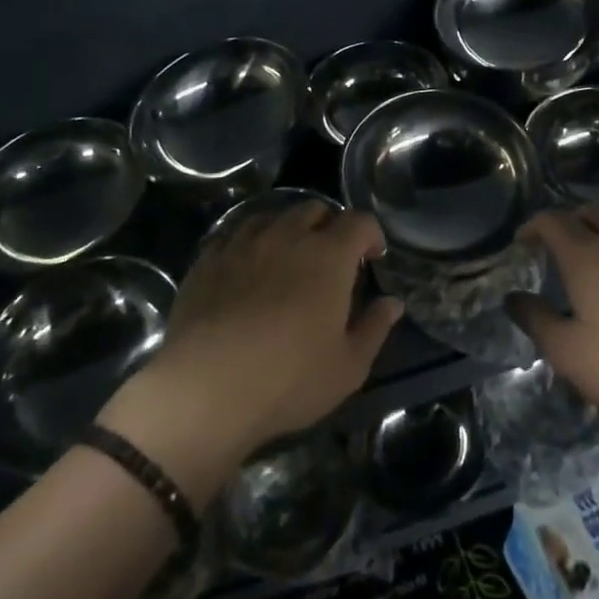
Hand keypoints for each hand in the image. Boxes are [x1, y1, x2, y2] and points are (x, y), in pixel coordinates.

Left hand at [136, 202, 400, 457]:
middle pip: (314, 210)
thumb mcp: (348, 366)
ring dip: (288, 230)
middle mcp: (287, 236)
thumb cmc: (289, 379)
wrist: (205, 389)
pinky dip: (249, 244)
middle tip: (330, 258)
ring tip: (287, 258)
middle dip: (329, 226)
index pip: (359, 222)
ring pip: (272, 217)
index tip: (372, 257)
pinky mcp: (208, 259)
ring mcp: (243, 244)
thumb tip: (393, 303)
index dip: (371, 234)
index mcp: (328, 255)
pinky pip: (234, 235)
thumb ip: (374, 328)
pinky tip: (247, 269)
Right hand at [507, 204, 598, 428]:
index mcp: (587, 257)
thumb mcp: (568, 353)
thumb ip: (537, 322)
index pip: (553, 222)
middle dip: (571, 221)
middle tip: (556, 247)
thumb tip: (514, 298)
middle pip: (593, 213)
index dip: (533, 227)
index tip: (522, 243)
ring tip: (592, 275)